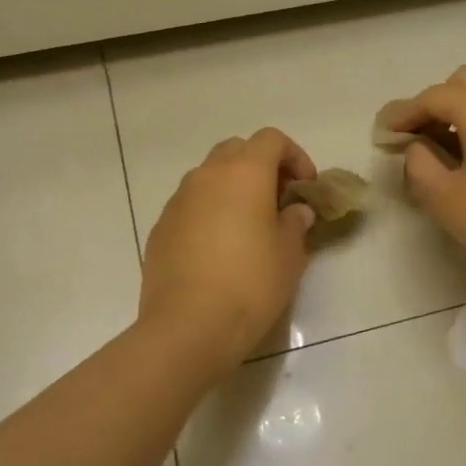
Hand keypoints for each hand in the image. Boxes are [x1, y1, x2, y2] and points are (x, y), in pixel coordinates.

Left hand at [138, 129, 318, 369]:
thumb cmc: (251, 283)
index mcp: (244, 173)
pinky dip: (209, 212)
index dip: (294, 156)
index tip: (305, 187)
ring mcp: (178, 200)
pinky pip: (190, 205)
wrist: (188, 326)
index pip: (271, 140)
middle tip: (278, 200)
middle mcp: (206, 176)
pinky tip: (219, 249)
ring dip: (232, 188)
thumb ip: (295, 223)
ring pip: (209, 177)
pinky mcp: (160, 227)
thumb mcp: (289, 254)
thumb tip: (295, 211)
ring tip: (248, 225)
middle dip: (261, 167)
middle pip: (236, 151)